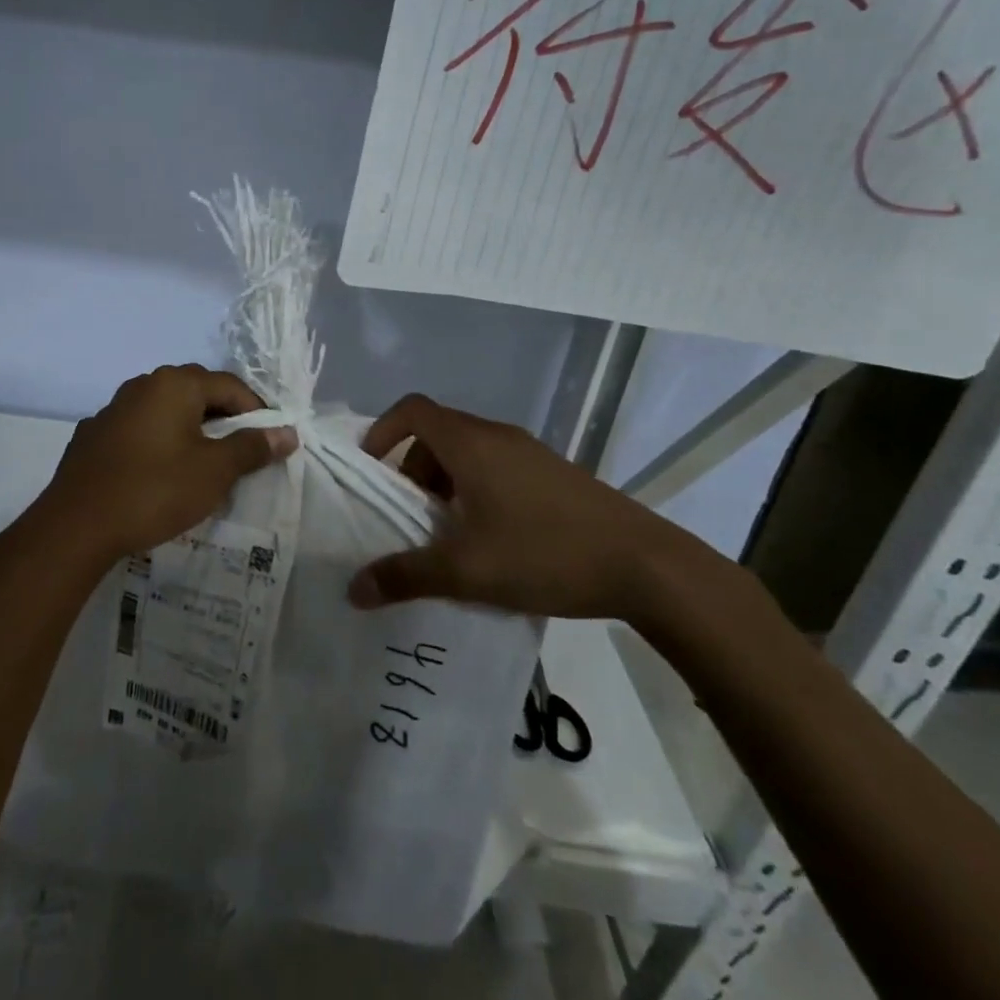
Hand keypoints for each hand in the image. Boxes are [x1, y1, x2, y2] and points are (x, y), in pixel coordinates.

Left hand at [30, 364, 297, 566]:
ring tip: (201, 462)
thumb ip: (251, 448)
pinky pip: (137, 430)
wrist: (75, 525)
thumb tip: (286, 432)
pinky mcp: (92, 435)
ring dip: (188, 428)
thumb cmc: (155, 491)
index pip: (229, 385)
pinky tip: (157, 472)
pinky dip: (156, 442)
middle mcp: (142, 385)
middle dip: (222, 416)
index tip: (268, 441)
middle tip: (238, 451)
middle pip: (195, 391)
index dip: (256, 410)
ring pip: (163, 409)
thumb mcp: (214, 472)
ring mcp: (112, 409)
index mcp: (174, 385)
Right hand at [345, 394, 701, 621]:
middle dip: (412, 467)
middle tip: (408, 513)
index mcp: (471, 444)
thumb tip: (353, 590)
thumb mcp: (467, 571)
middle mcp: (498, 436)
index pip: (412, 409)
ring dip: (445, 480)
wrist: (646, 565)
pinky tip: (490, 537)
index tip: (371, 470)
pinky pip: (497, 464)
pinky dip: (476, 487)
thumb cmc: (546, 554)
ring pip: (469, 450)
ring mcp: (530, 452)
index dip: (383, 431)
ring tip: (447, 531)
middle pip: (437, 431)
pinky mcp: (553, 472)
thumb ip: (406, 576)